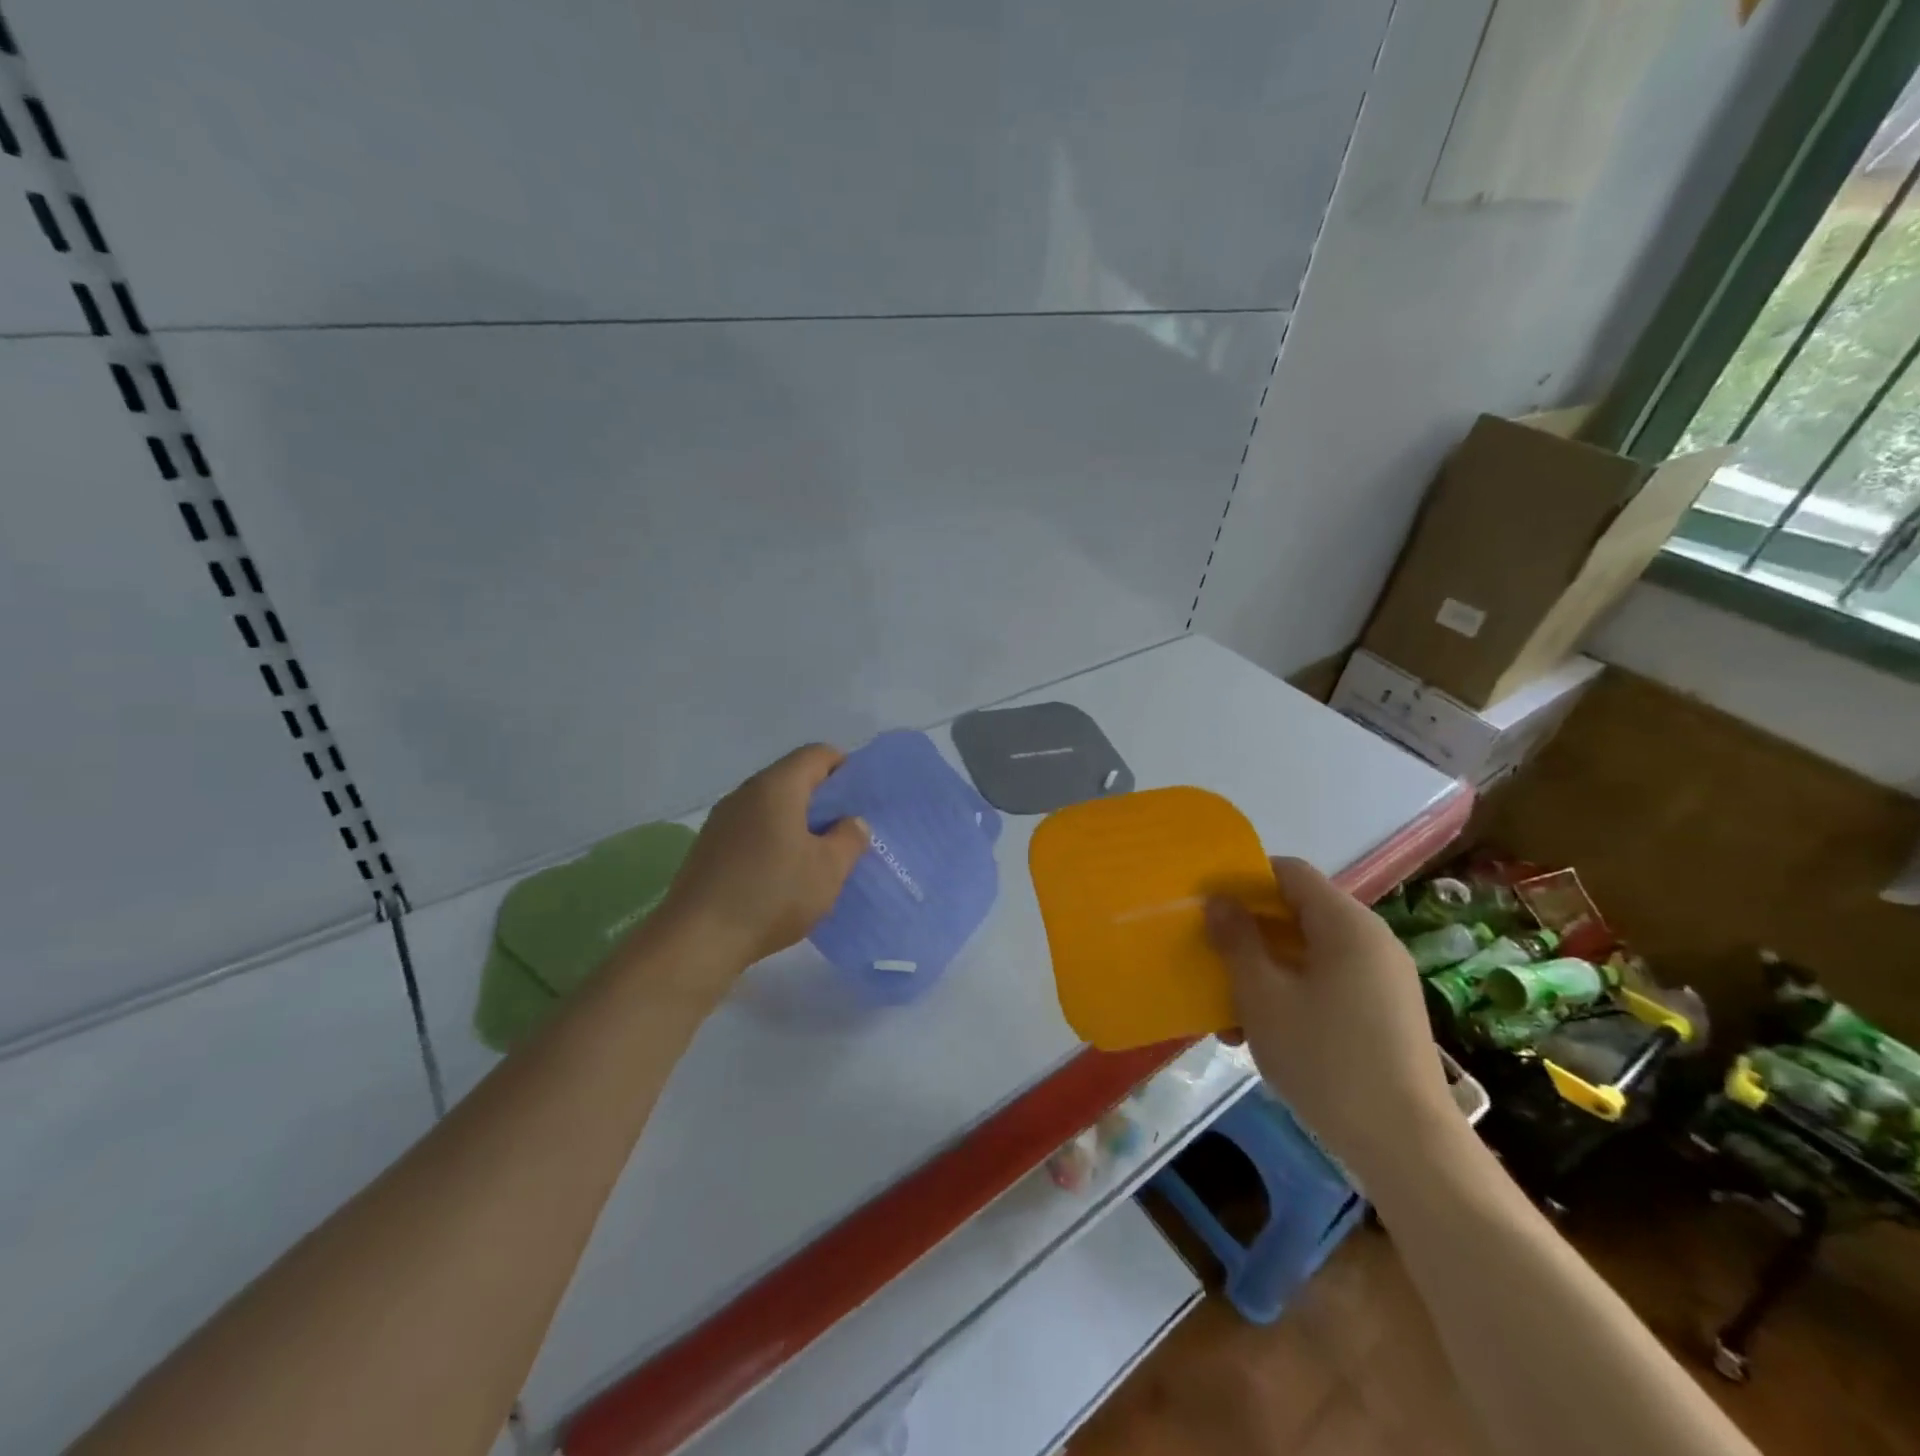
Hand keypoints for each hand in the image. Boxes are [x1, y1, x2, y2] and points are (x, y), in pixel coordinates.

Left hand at [648, 744, 869, 993]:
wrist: (698, 939)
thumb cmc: (772, 895)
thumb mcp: (828, 870)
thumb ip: (849, 838)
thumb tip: (851, 821)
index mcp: (777, 787)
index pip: (817, 754)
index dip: (845, 769)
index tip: (860, 800)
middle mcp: (746, 792)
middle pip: (792, 778)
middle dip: (822, 799)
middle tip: (845, 830)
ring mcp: (722, 819)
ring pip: (771, 805)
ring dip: (797, 821)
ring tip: (817, 855)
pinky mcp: (709, 846)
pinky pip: (752, 827)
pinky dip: (773, 838)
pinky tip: (782, 872)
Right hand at [1206, 857, 1455, 1179]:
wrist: (1407, 1146)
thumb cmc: (1325, 1058)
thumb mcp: (1263, 995)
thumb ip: (1236, 940)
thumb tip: (1218, 900)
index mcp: (1345, 923)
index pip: (1289, 872)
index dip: (1244, 880)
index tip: (1208, 906)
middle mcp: (1370, 940)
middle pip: (1297, 913)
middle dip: (1248, 935)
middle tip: (1211, 961)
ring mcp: (1382, 978)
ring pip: (1308, 955)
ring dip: (1264, 972)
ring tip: (1228, 1014)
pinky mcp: (1385, 1013)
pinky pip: (1327, 984)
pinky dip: (1291, 995)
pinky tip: (1262, 1035)